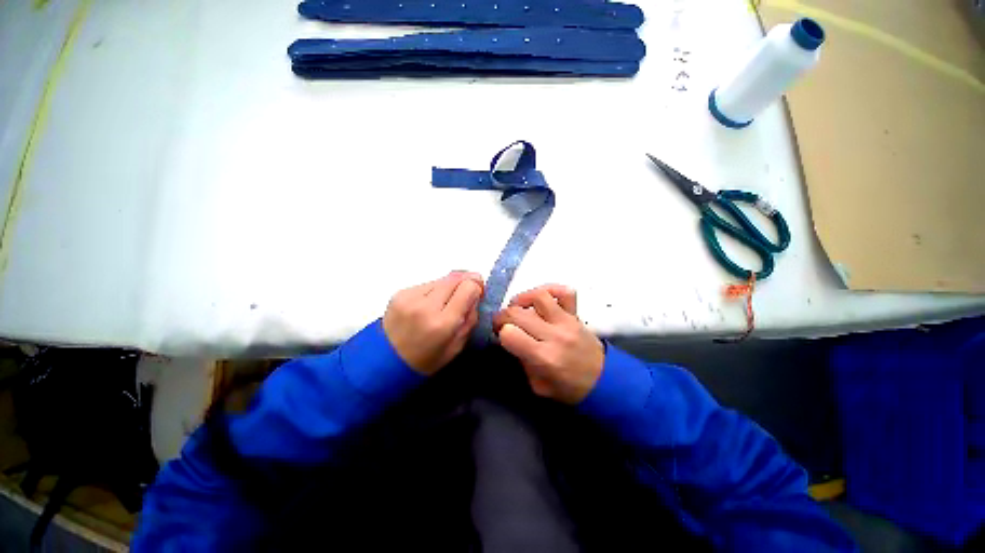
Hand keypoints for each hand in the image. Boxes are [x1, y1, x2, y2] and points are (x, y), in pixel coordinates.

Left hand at [383, 271, 483, 375]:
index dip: (477, 288)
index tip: (478, 295)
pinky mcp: (400, 293)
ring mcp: (410, 297)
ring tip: (444, 304)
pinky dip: (431, 292)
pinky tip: (427, 306)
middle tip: (466, 294)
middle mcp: (426, 305)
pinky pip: (425, 284)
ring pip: (440, 279)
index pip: (468, 288)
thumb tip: (475, 298)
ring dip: (447, 287)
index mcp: (442, 323)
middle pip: (455, 278)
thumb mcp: (456, 348)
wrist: (387, 361)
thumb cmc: (425, 361)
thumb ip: (469, 321)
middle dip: (465, 283)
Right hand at [493, 284, 603, 403]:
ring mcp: (567, 322)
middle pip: (517, 313)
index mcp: (543, 358)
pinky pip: (565, 292)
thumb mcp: (539, 387)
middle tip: (502, 325)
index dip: (501, 335)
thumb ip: (524, 363)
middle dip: (503, 317)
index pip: (510, 334)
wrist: (603, 381)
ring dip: (521, 299)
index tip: (502, 339)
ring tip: (518, 309)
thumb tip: (513, 342)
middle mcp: (554, 335)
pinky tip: (540, 300)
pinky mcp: (577, 315)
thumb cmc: (569, 389)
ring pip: (538, 296)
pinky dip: (550, 289)